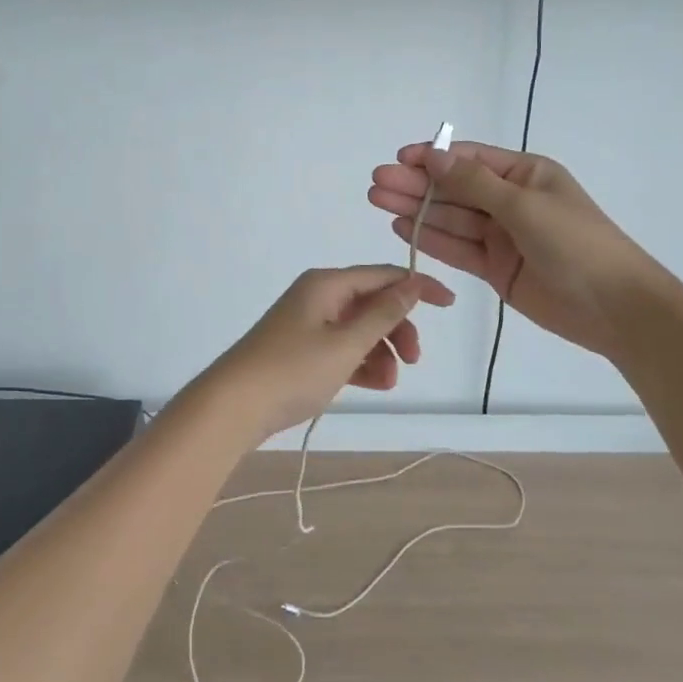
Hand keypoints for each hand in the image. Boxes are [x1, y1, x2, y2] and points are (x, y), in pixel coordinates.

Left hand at [195, 266, 455, 439]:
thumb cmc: (293, 370)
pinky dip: (361, 362)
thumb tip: (413, 283)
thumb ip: (383, 314)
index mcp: (327, 284)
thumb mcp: (346, 343)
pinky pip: (342, 348)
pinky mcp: (300, 350)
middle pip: (372, 302)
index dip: (418, 287)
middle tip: (414, 359)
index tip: (449, 305)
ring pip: (358, 329)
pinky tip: (376, 384)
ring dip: (381, 351)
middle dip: (398, 328)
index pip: (383, 275)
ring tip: (390, 382)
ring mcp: (307, 324)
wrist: (233, 406)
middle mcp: (317, 296)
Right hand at [368, 142, 655, 360]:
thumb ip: (474, 183)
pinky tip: (401, 229)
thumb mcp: (524, 206)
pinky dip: (431, 239)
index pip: (470, 159)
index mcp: (525, 175)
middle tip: (376, 183)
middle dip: (416, 184)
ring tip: (378, 201)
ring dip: (416, 210)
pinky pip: (458, 249)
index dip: (433, 158)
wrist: (614, 307)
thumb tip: (433, 156)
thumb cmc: (575, 244)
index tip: (398, 159)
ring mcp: (502, 236)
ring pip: (451, 219)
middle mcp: (510, 201)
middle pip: (455, 189)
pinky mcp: (495, 268)